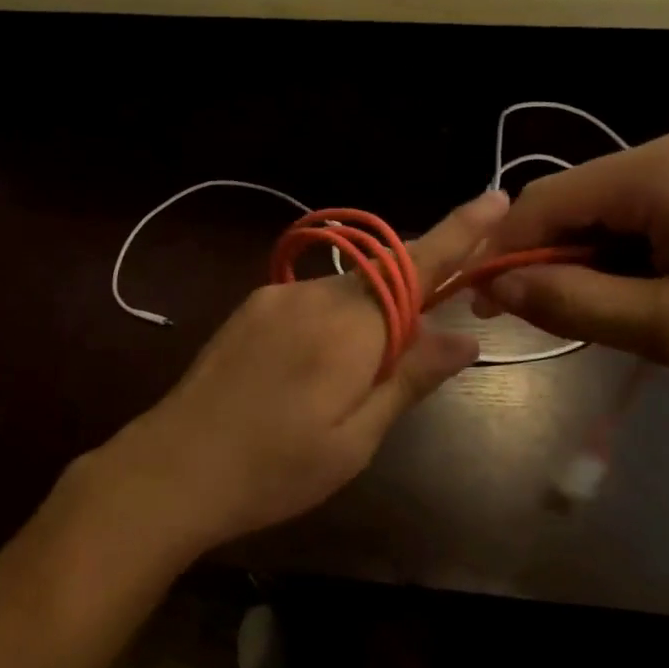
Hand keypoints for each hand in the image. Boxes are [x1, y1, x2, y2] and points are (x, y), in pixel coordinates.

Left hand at [98, 189, 509, 555]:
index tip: (497, 198)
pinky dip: (336, 321)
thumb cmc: (275, 469)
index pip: (419, 265)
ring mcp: (279, 296)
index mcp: (351, 326)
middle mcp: (317, 294)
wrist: (172, 469)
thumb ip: (410, 378)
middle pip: (387, 277)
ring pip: (349, 291)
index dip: (460, 231)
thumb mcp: (356, 440)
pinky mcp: (253, 306)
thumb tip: (465, 338)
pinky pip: (315, 300)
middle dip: (414, 298)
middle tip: (415, 356)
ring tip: (348, 385)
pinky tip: (314, 370)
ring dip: (370, 317)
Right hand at [475, 125, 668, 416]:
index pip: (547, 200)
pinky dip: (627, 256)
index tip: (480, 305)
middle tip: (541, 323)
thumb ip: (575, 303)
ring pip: (610, 212)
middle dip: (549, 260)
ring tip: (603, 319)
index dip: (504, 251)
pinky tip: (644, 295)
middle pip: (578, 202)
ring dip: (590, 263)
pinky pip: (647, 215)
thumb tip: (496, 286)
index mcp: (662, 169)